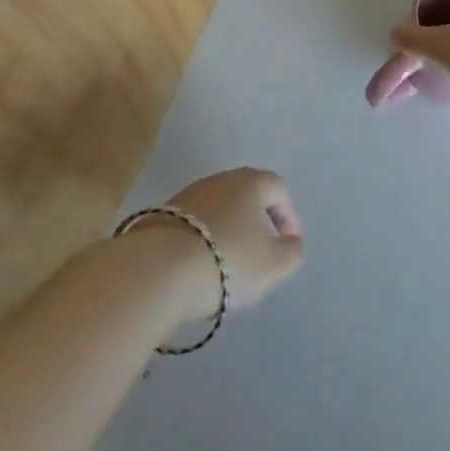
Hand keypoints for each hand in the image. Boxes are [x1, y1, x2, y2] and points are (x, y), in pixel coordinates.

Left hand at [128, 167, 304, 321]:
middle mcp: (220, 179)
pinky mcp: (161, 215)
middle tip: (259, 254)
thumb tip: (290, 242)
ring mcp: (187, 195)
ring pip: (218, 209)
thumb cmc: (227, 261)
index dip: (288, 216)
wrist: (157, 270)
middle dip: (256, 222)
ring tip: (227, 266)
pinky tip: (198, 267)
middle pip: (246, 195)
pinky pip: (193, 225)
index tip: (287, 246)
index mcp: (251, 182)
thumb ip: (291, 252)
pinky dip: (202, 241)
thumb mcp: (274, 265)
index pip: (278, 189)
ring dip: (227, 232)